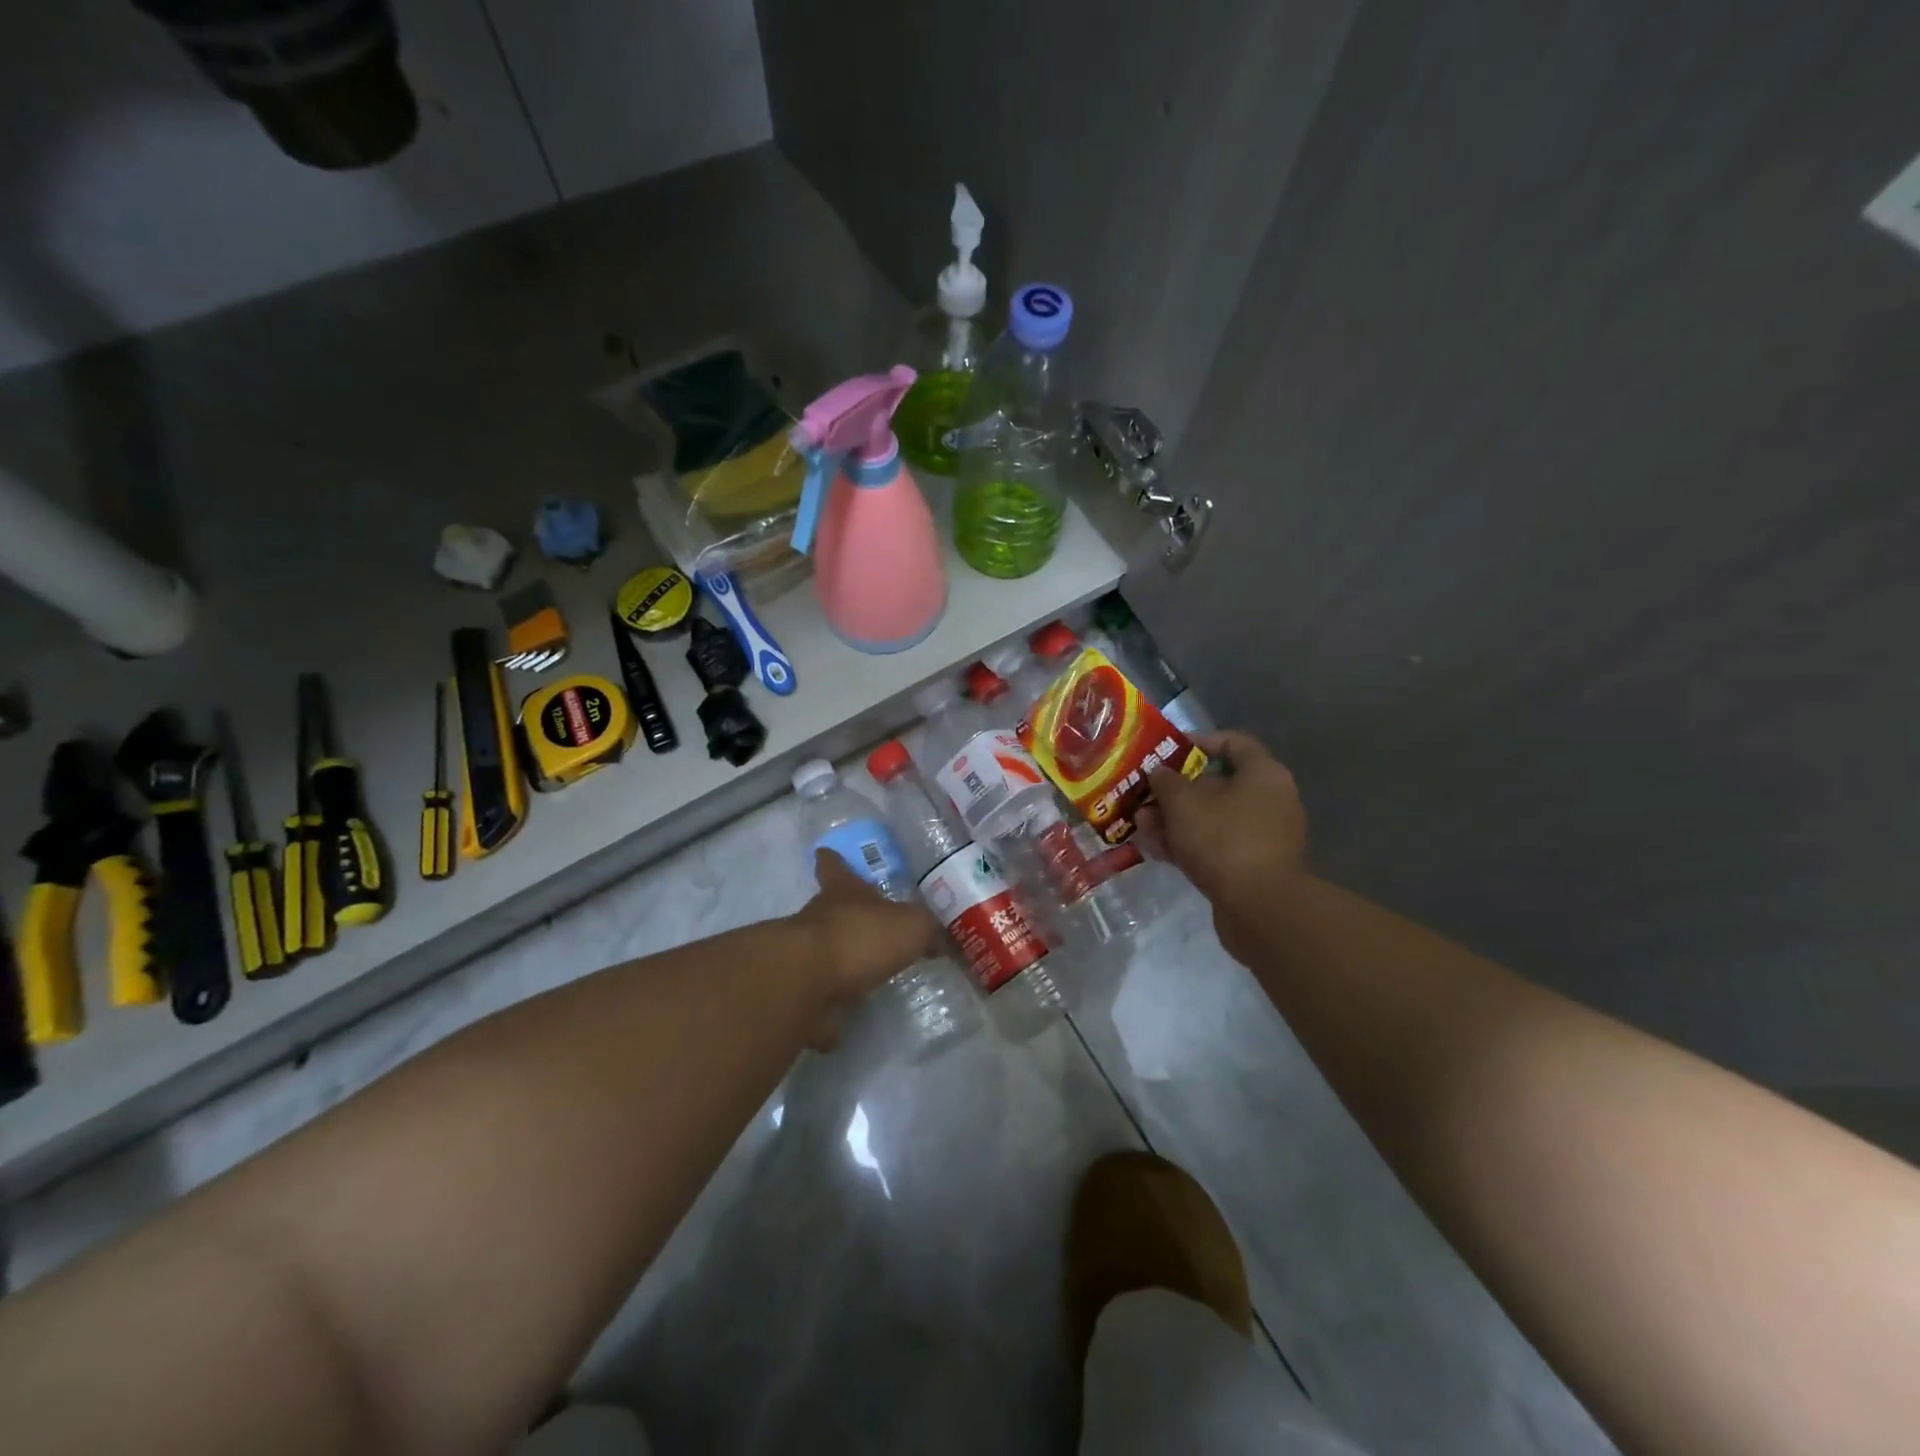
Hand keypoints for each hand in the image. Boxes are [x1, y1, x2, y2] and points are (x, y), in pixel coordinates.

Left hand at [790, 851, 941, 1046]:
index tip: (824, 852)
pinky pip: (815, 1004)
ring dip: (837, 968)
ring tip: (858, 983)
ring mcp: (802, 959)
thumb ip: (927, 930)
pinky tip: (839, 1027)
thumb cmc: (860, 938)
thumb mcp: (911, 926)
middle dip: (844, 919)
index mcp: (843, 895)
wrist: (806, 981)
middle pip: (829, 913)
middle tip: (864, 929)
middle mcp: (818, 921)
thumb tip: (939, 940)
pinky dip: (826, 1015)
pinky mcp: (796, 997)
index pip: (837, 870)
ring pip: (821, 957)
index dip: (834, 862)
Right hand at [1141, 731, 1308, 960]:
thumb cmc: (1224, 839)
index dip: (1198, 741)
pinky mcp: (1254, 866)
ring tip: (1142, 826)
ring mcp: (1264, 836)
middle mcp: (1270, 800)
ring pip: (1212, 818)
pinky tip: (1158, 851)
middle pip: (1217, 784)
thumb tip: (1160, 773)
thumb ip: (1166, 781)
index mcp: (1263, 774)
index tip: (1167, 751)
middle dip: (1175, 791)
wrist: (1261, 908)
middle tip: (1144, 797)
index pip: (1233, 742)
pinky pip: (1217, 846)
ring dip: (1176, 820)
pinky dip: (1189, 845)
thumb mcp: (1183, 802)